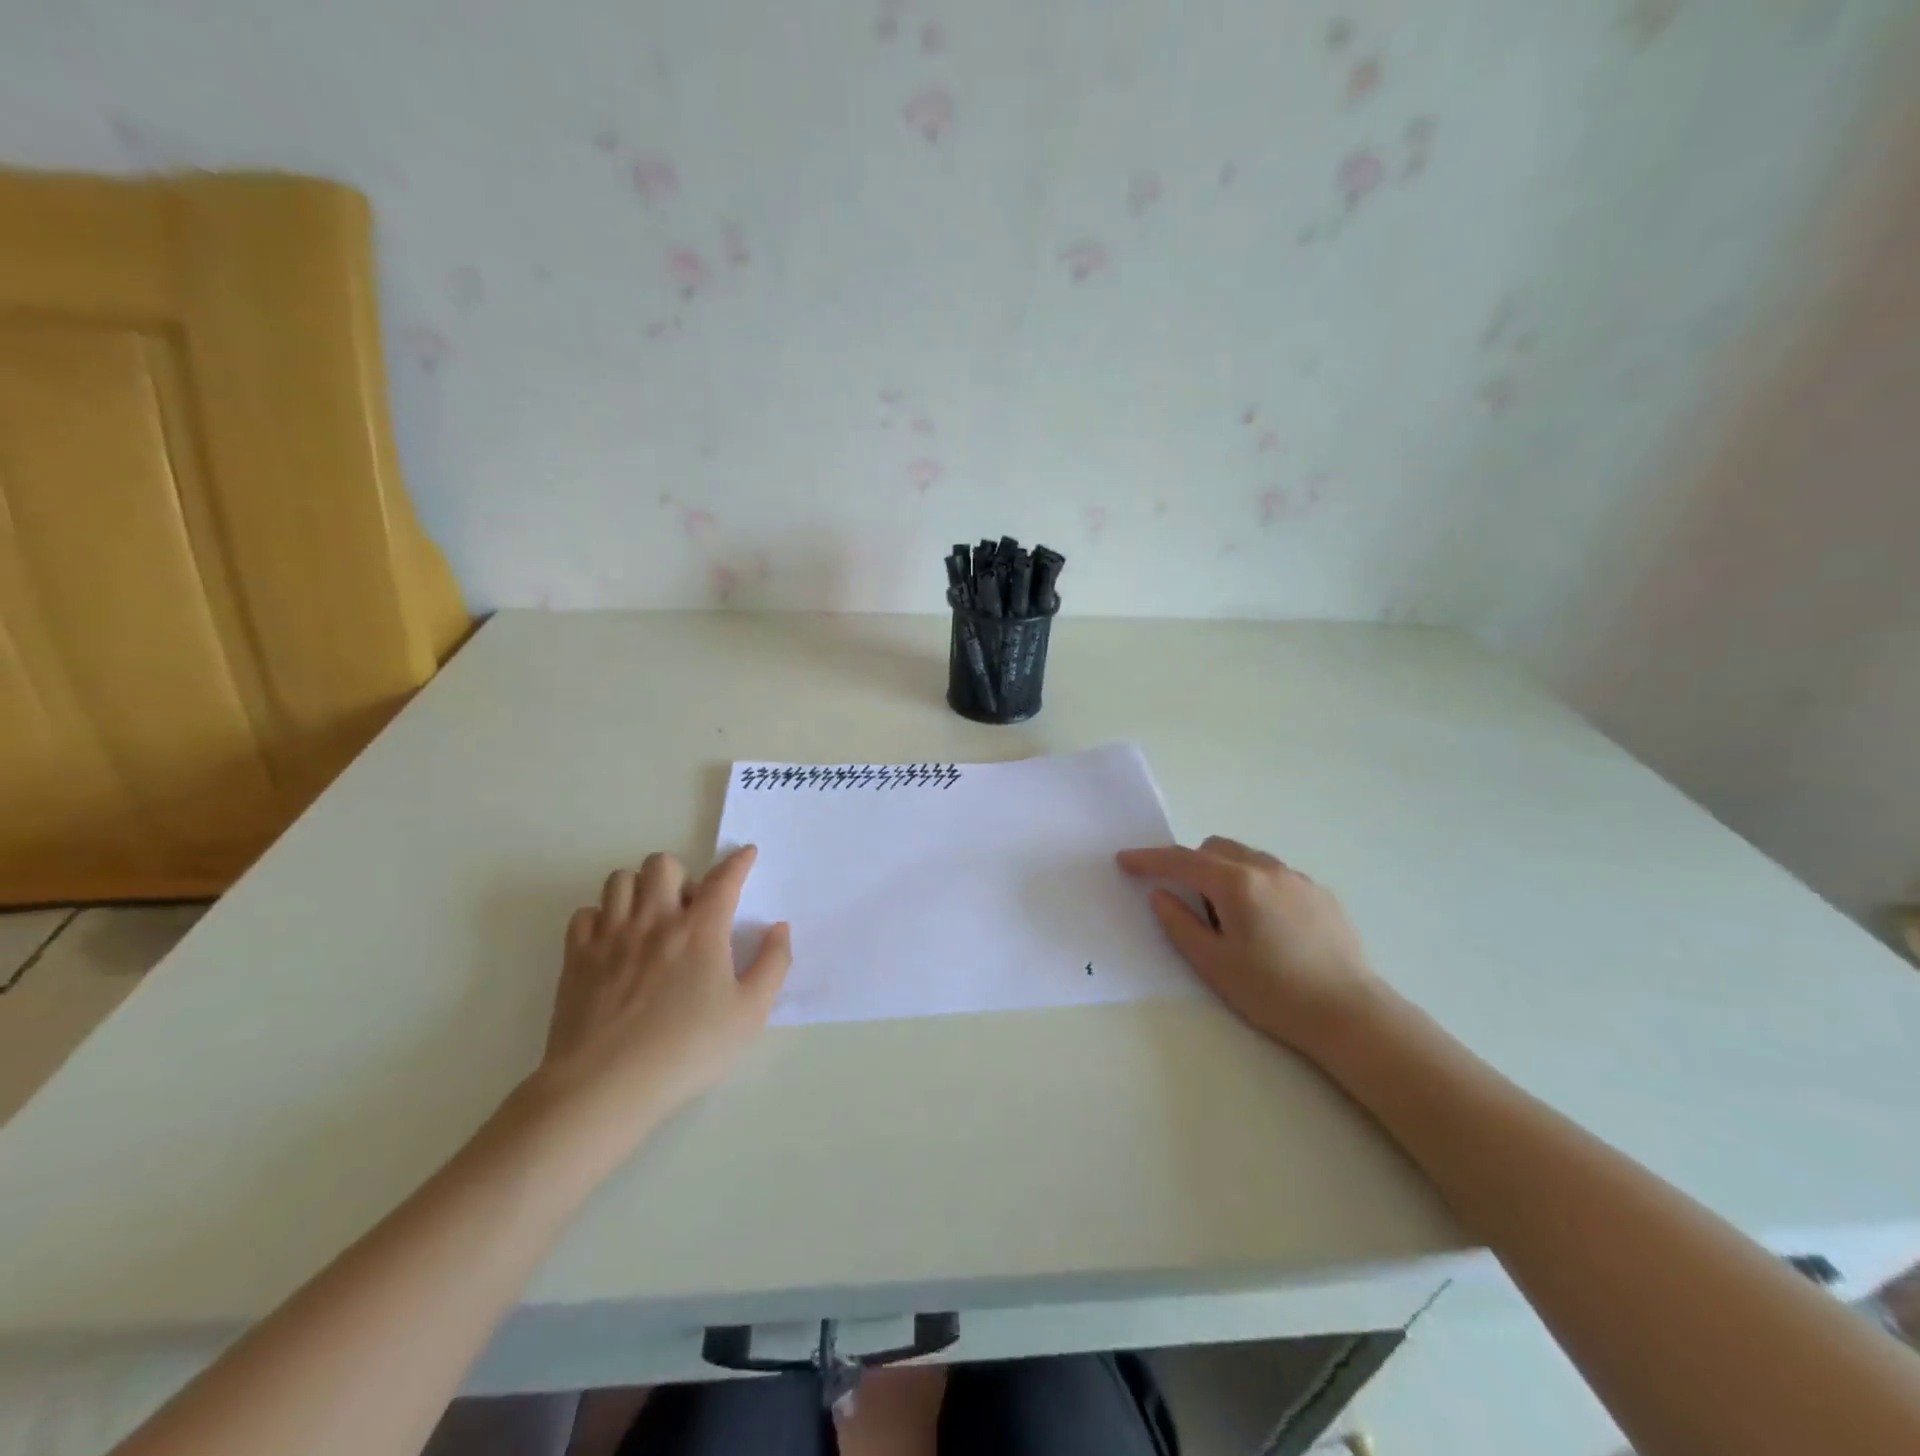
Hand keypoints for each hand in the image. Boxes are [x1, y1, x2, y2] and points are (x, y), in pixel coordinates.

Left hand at [527, 847, 791, 1149]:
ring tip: (649, 918)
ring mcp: (610, 936)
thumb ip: (772, 965)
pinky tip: (613, 942)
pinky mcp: (576, 958)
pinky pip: (584, 914)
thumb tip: (778, 928)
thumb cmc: (687, 1050)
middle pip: (662, 864)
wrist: (606, 1086)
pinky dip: (601, 918)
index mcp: (700, 930)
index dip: (738, 862)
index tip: (746, 853)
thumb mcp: (750, 1014)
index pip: (724, 879)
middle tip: (687, 909)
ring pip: (620, 880)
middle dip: (680, 875)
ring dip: (639, 889)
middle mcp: (655, 920)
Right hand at [1117, 836, 1381, 1060]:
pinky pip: (1274, 875)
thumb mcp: (1213, 963)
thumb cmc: (1272, 991)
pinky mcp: (1321, 894)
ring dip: (1225, 873)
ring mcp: (1298, 879)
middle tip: (1190, 905)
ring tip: (1231, 920)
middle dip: (1192, 864)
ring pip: (1247, 858)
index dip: (1150, 859)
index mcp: (1237, 883)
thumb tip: (1161, 895)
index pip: (1182, 860)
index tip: (1125, 860)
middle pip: (1216, 848)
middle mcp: (1267, 869)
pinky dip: (1255, 885)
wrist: (1350, 1014)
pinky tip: (1267, 927)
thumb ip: (1179, 923)